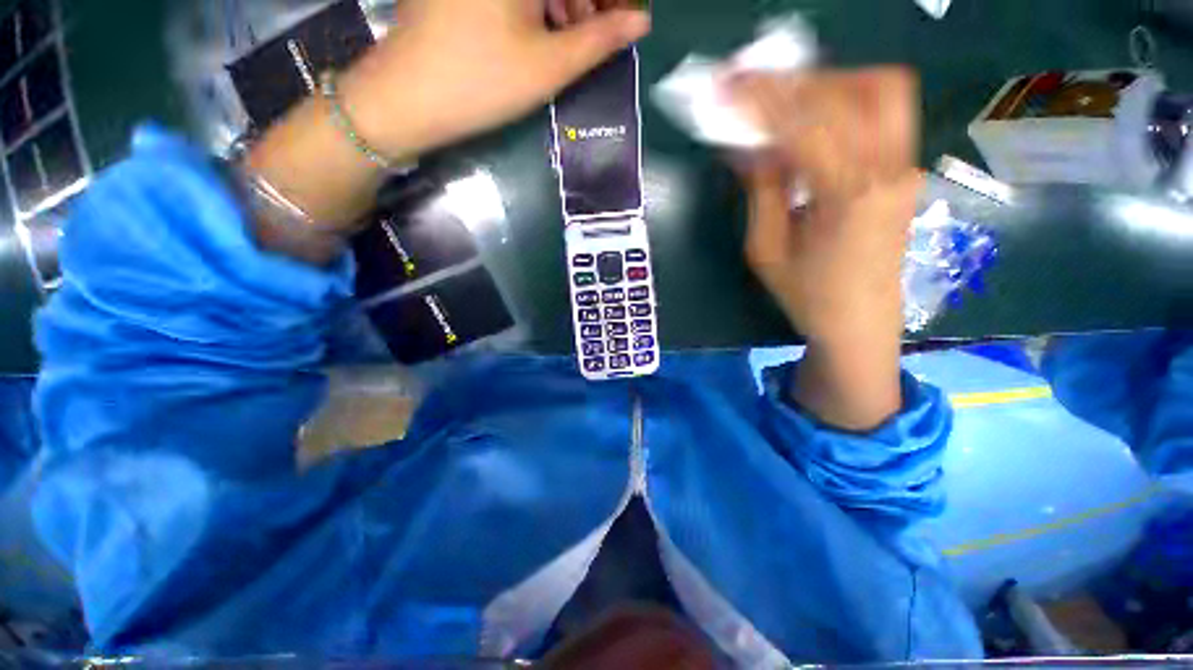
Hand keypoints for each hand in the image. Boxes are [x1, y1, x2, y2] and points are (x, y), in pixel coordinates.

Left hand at [247, 0, 647, 263]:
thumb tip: (640, 21)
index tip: (625, 24)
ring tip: (573, 42)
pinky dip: (537, 6)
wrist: (409, 97)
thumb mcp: (550, 66)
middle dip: (588, 3)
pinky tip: (542, 32)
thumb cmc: (484, 81)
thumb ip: (600, 40)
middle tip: (602, 36)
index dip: (610, 2)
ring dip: (565, 4)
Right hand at [733, 68, 922, 428]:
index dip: (764, 98)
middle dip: (800, 81)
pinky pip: (882, 116)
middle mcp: (888, 171)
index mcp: (846, 196)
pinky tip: (816, 122)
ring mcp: (905, 168)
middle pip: (857, 90)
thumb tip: (748, 144)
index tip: (730, 82)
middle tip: (759, 90)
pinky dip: (846, 103)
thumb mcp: (766, 249)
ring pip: (881, 92)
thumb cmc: (806, 295)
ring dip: (831, 85)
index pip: (806, 123)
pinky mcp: (905, 172)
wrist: (859, 323)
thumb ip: (761, 190)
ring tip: (789, 103)